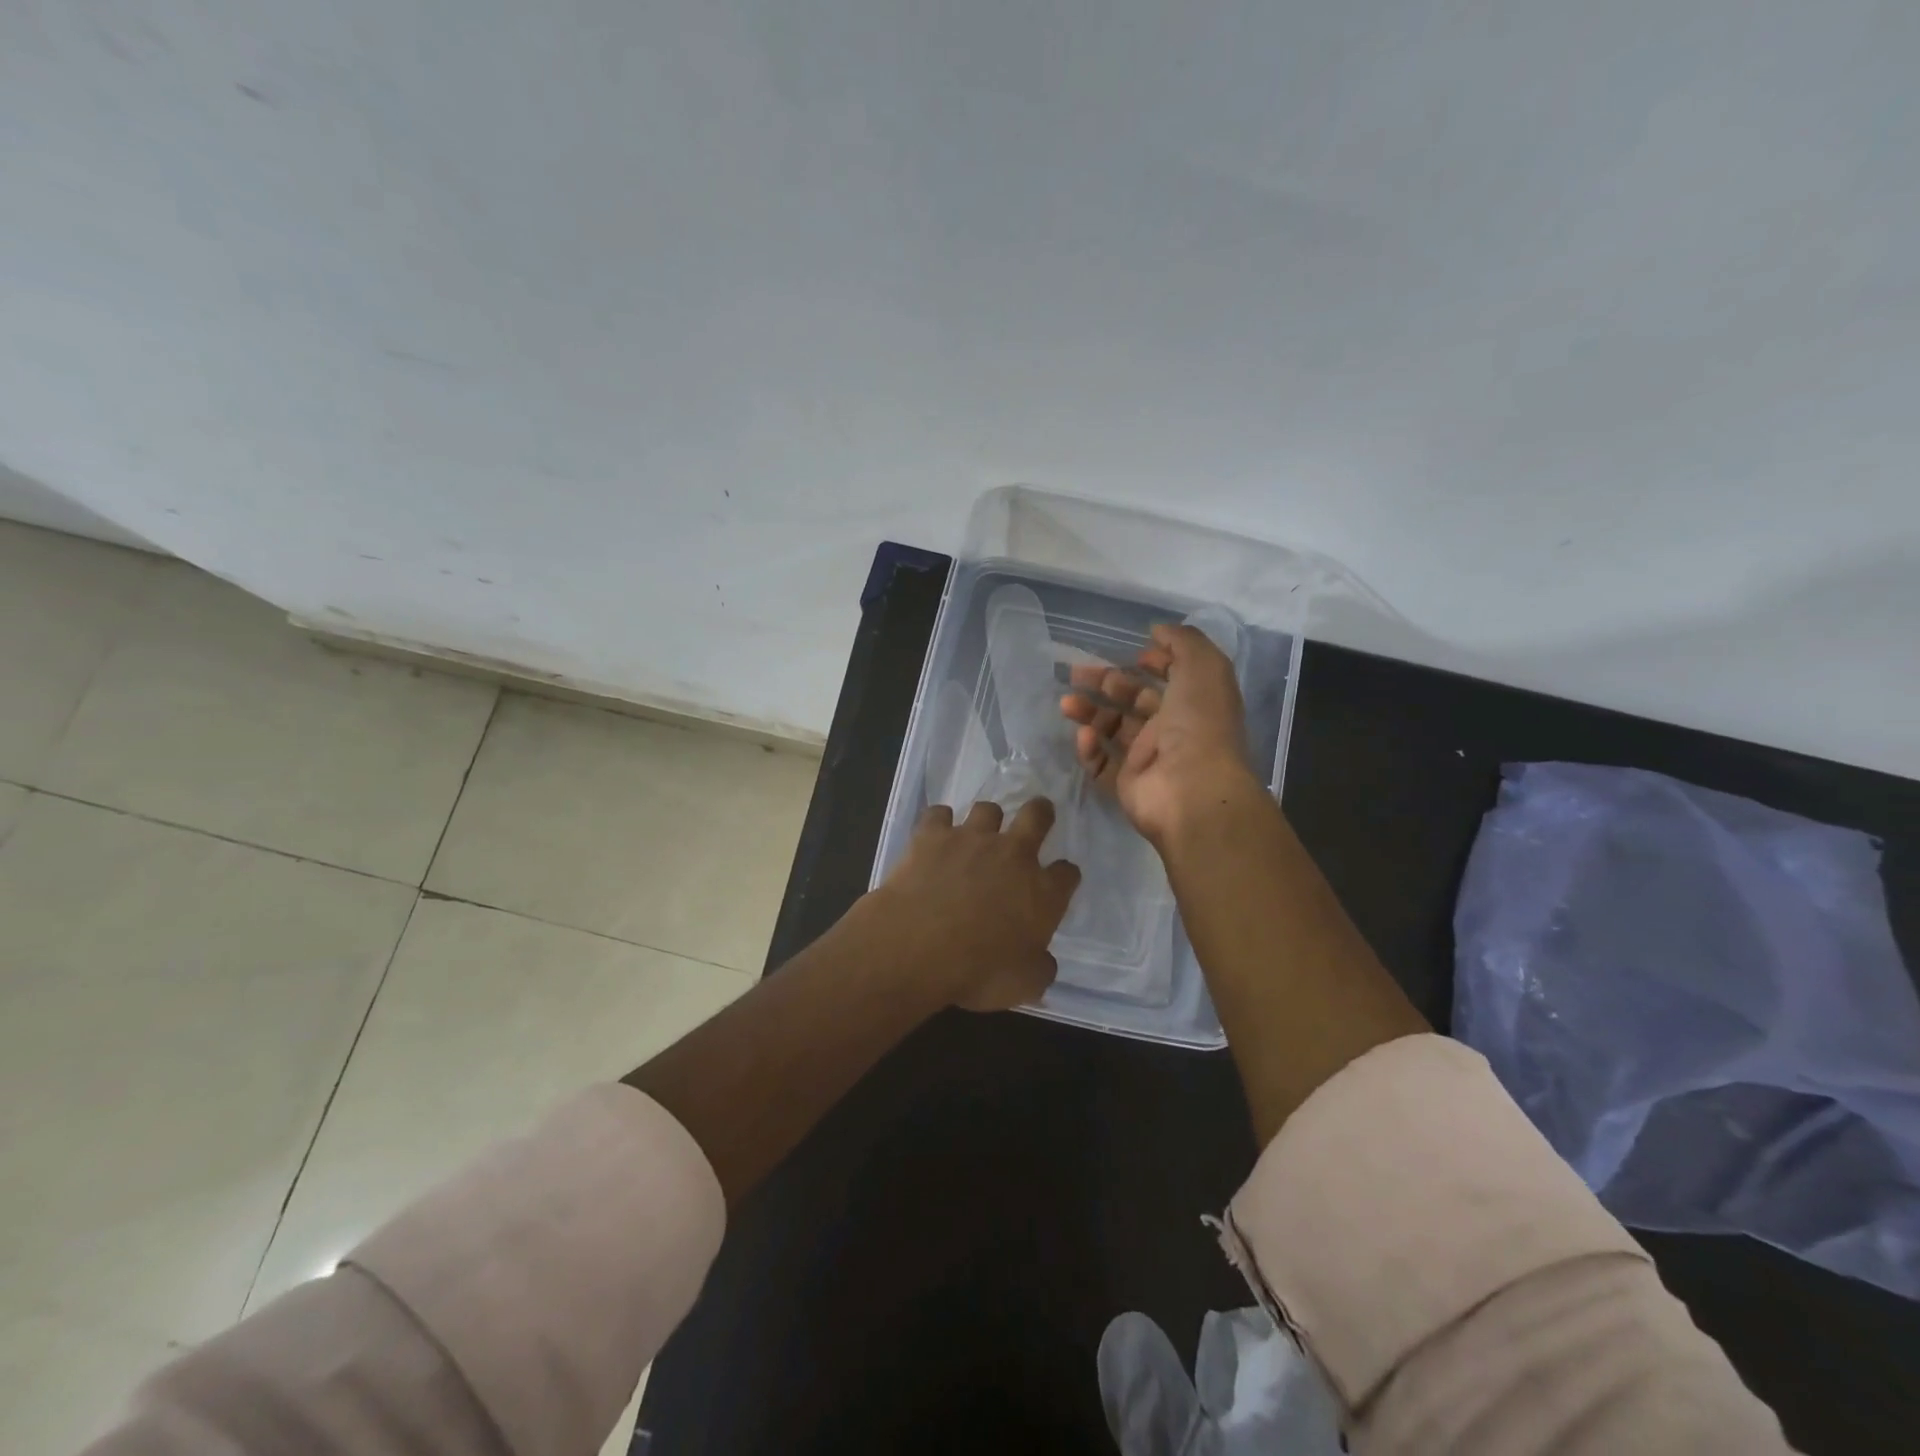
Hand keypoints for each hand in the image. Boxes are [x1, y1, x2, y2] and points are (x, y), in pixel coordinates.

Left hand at [866, 799, 1081, 1011]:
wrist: (917, 946)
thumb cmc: (978, 972)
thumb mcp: (1023, 985)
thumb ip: (1040, 968)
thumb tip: (1043, 961)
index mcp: (1042, 892)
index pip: (1067, 873)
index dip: (1064, 876)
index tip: (1059, 882)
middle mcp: (1013, 855)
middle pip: (1037, 816)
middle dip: (1041, 813)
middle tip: (1038, 815)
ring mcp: (971, 839)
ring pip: (988, 810)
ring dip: (987, 820)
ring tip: (978, 833)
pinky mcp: (932, 835)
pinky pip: (939, 814)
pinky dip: (939, 822)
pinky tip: (935, 835)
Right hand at [1059, 623, 1259, 846]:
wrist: (1192, 789)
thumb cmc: (1199, 723)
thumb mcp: (1203, 667)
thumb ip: (1183, 642)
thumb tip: (1158, 630)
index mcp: (1193, 702)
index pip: (1171, 677)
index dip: (1154, 662)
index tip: (1133, 654)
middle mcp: (1172, 729)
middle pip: (1133, 701)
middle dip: (1106, 683)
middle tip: (1075, 673)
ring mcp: (1148, 759)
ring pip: (1112, 730)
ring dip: (1089, 713)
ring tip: (1066, 704)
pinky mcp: (1127, 784)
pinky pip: (1102, 764)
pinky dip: (1090, 750)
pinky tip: (1083, 737)